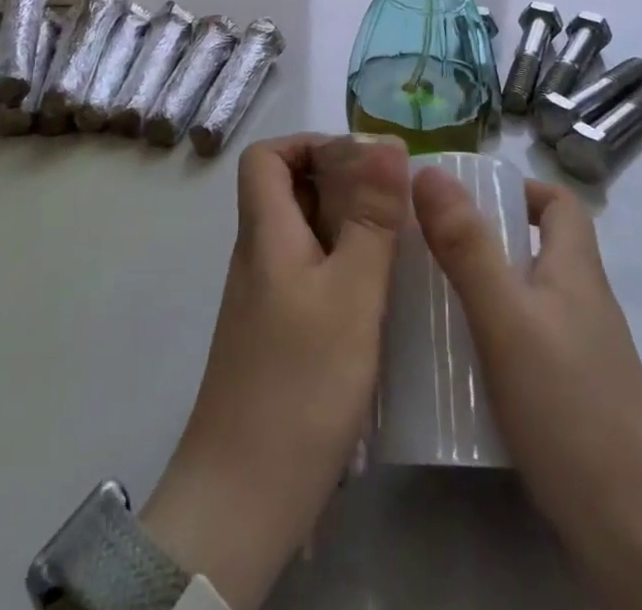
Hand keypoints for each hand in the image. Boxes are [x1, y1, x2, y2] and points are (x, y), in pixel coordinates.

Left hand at [142, 135, 407, 609]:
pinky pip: (309, 273)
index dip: (309, 144)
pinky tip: (379, 295)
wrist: (243, 498)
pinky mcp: (277, 334)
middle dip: (341, 182)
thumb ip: (371, 218)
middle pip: (288, 190)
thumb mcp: (351, 293)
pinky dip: (343, 266)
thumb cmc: (299, 384)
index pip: (265, 157)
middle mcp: (259, 256)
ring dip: (347, 224)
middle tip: (394, 202)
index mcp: (265, 233)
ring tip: (398, 243)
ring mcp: (265, 298)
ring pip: (303, 233)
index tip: (362, 161)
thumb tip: (386, 142)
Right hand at [412, 168, 641, 609]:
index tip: (464, 199)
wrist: (636, 534)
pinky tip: (456, 363)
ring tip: (429, 299)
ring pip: (527, 296)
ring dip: (483, 288)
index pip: (559, 202)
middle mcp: (582, 302)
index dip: (518, 188)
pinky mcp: (571, 397)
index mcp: (576, 269)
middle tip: (429, 247)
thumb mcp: (506, 318)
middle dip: (484, 238)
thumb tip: (428, 172)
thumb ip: (467, 246)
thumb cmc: (569, 408)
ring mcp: (581, 353)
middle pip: (537, 247)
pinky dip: (492, 335)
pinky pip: (526, 341)